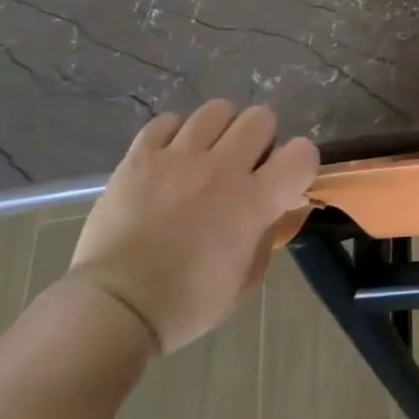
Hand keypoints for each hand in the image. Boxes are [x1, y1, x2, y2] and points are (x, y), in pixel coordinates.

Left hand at [68, 101, 318, 353]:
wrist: (115, 308)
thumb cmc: (187, 303)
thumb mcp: (245, 280)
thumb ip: (268, 234)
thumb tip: (277, 207)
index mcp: (255, 201)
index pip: (302, 152)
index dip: (300, 162)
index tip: (285, 178)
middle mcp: (222, 169)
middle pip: (261, 118)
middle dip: (260, 138)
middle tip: (244, 164)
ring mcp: (179, 158)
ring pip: (216, 110)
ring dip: (219, 130)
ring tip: (205, 154)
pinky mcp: (140, 157)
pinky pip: (166, 121)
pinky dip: (173, 135)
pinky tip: (169, 157)